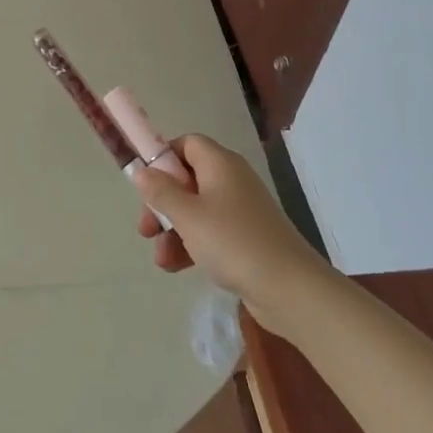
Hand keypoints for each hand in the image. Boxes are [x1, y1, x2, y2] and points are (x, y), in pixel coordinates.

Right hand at [133, 135, 321, 333]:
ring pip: (196, 210)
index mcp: (220, 164)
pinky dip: (192, 245)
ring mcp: (241, 210)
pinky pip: (211, 232)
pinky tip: (177, 268)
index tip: (145, 182)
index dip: (163, 158)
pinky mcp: (247, 238)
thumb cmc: (233, 242)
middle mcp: (232, 180)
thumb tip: (142, 171)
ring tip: (161, 260)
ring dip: (173, 231)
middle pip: (187, 179)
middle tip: (146, 228)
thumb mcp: (187, 216)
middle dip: (162, 203)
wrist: (290, 289)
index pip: (187, 144)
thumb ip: (160, 192)